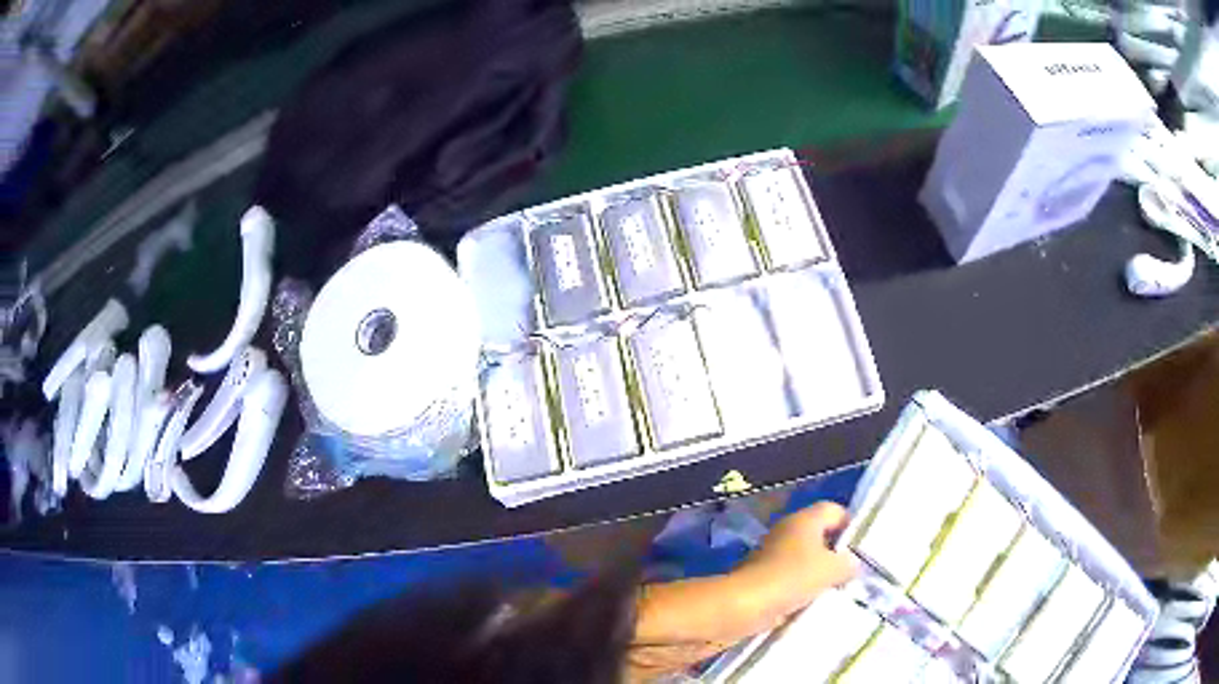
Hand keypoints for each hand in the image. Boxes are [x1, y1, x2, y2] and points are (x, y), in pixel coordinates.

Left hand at [737, 502, 860, 621]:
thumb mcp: (832, 569)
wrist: (742, 606)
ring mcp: (770, 555)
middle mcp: (786, 531)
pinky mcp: (760, 578)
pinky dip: (799, 591)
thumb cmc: (791, 578)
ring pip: (803, 561)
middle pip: (819, 536)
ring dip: (817, 576)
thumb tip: (851, 563)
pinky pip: (788, 580)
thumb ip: (848, 563)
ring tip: (834, 592)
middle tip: (851, 574)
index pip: (833, 510)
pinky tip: (810, 605)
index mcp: (804, 520)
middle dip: (835, 555)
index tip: (861, 548)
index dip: (850, 525)